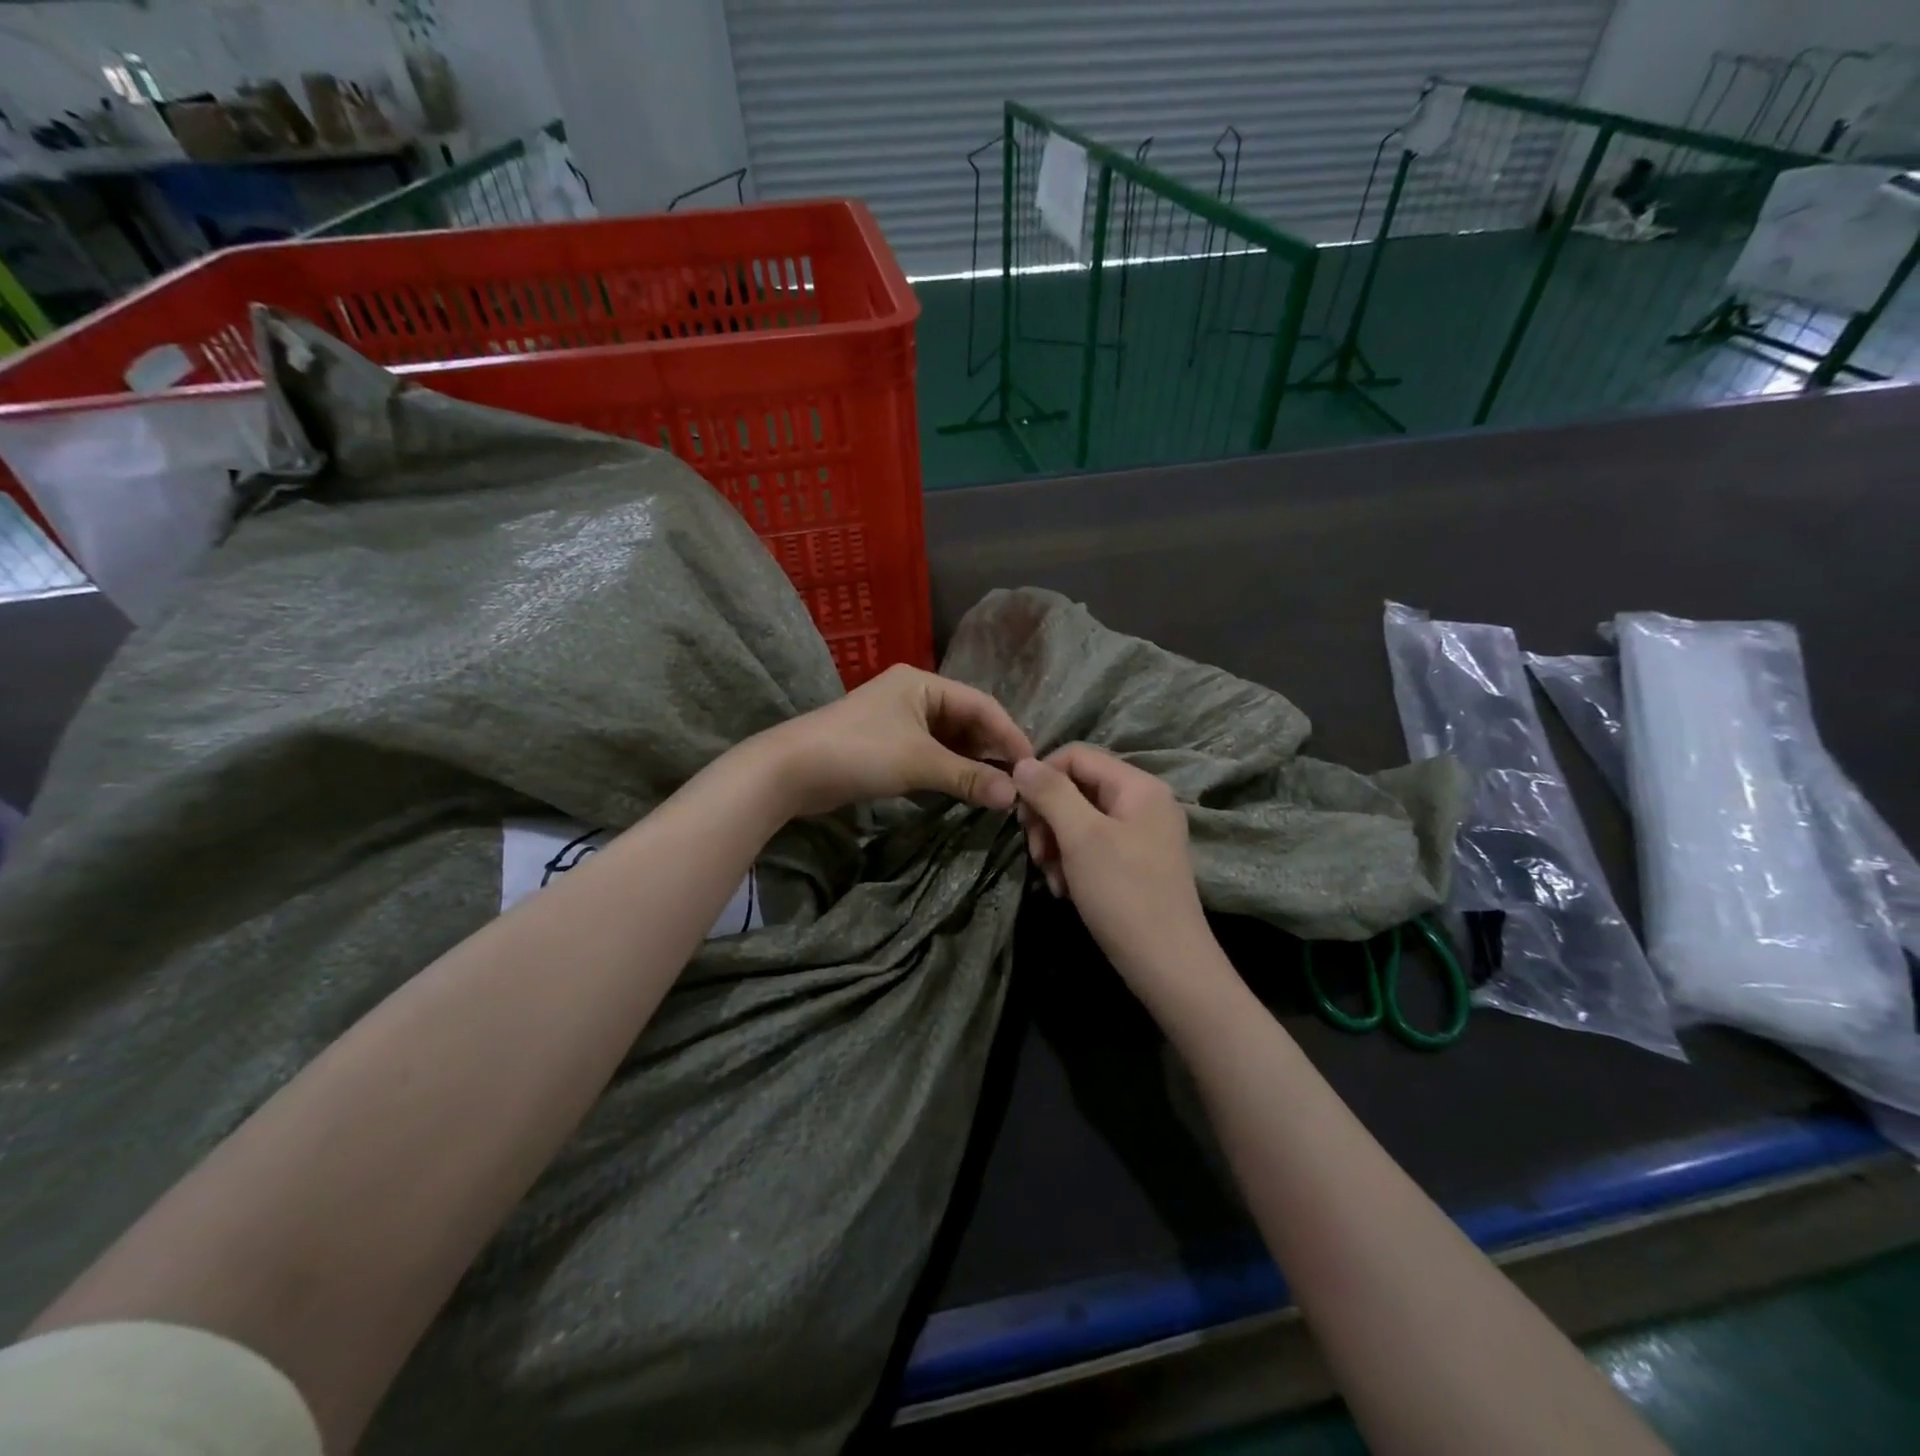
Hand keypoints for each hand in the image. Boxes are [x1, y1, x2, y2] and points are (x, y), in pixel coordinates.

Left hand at [755, 665, 1033, 817]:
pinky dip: (948, 769)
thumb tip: (1014, 797)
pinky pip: (930, 753)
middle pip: (967, 720)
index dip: (1009, 734)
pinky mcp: (886, 744)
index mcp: (923, 683)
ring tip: (997, 789)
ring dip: (970, 762)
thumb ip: (968, 777)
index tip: (1032, 765)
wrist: (790, 771)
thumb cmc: (859, 752)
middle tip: (1017, 782)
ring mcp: (899, 719)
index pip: (982, 704)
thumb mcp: (919, 763)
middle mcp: (914, 694)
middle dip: (991, 750)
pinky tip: (964, 789)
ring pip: (949, 739)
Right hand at [1012, 745, 1211, 986]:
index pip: (1077, 756)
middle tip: (1036, 852)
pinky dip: (1073, 863)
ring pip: (1081, 820)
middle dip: (1048, 817)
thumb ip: (1051, 793)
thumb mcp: (1081, 837)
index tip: (1021, 814)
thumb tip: (1023, 762)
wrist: (1168, 965)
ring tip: (1051, 878)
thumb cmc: (1123, 893)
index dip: (1042, 776)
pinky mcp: (1136, 862)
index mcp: (1138, 786)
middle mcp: (1144, 802)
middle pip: (1077, 788)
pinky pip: (1094, 846)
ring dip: (1056, 845)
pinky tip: (1065, 889)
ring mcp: (1143, 834)